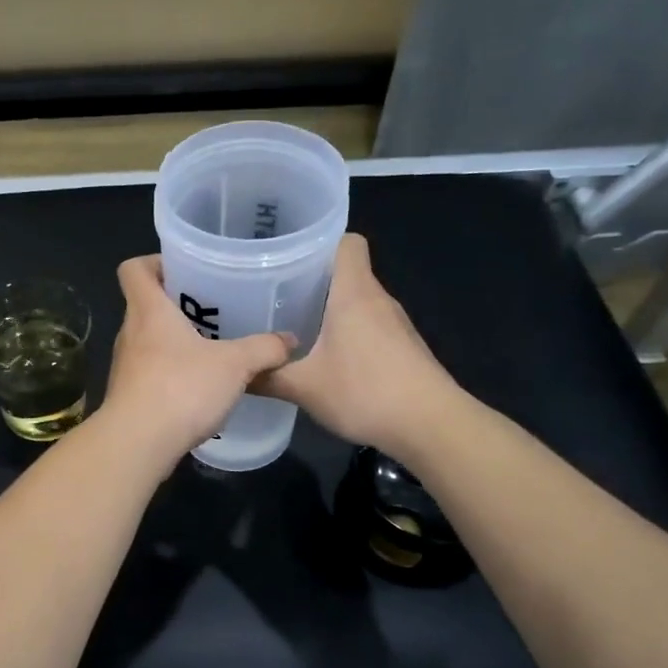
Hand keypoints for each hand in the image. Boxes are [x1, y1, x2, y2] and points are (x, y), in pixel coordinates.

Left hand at [98, 255, 294, 465]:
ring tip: (212, 348)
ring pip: (149, 341)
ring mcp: (125, 366)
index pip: (134, 269)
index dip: (154, 262)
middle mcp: (130, 332)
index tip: (185, 269)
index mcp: (148, 310)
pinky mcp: (128, 395)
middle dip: (177, 304)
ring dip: (175, 341)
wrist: (137, 444)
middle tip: (213, 309)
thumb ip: (264, 349)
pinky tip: (199, 387)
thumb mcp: (234, 365)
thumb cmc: (181, 389)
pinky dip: (171, 373)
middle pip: (146, 305)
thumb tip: (289, 340)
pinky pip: (151, 372)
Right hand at [254, 233, 461, 451]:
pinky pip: (369, 325)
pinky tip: (326, 358)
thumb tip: (236, 372)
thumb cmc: (365, 392)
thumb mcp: (304, 387)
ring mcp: (395, 324)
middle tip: (276, 296)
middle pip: (348, 272)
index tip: (289, 259)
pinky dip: (347, 333)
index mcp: (354, 293)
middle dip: (313, 280)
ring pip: (358, 301)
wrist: (431, 425)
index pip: (346, 241)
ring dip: (330, 309)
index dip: (320, 243)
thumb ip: (267, 377)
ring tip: (294, 327)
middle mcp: (377, 299)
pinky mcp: (403, 347)